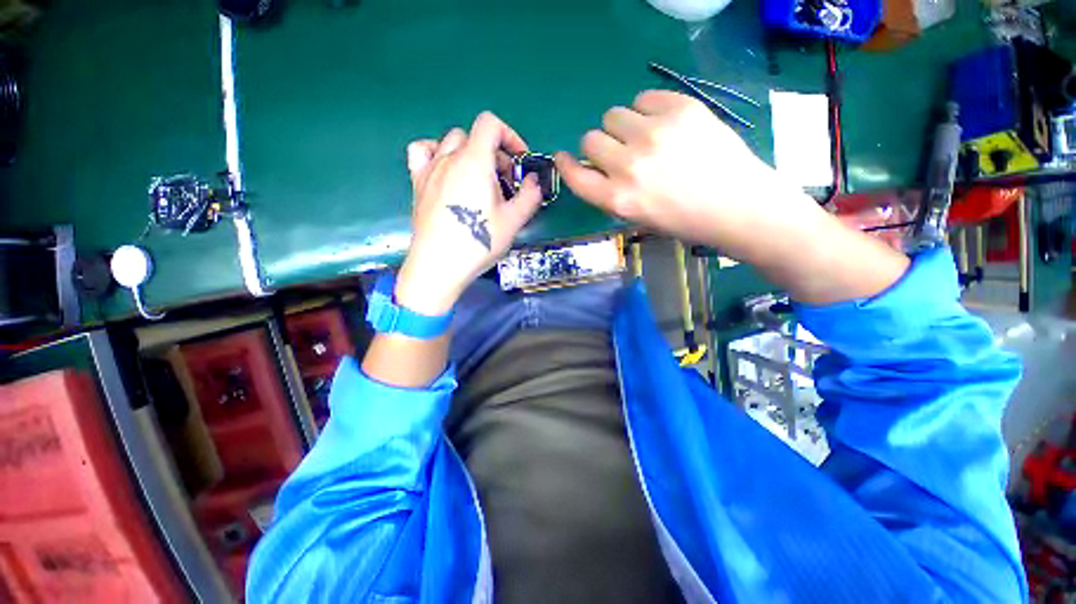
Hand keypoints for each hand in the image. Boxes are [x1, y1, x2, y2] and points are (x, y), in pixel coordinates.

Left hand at [396, 112, 542, 314]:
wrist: (439, 265)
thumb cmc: (478, 242)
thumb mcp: (513, 222)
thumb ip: (529, 196)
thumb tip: (534, 182)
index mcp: (474, 161)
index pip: (490, 124)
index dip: (510, 136)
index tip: (519, 162)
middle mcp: (449, 157)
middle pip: (475, 137)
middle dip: (495, 155)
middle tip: (505, 184)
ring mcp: (429, 169)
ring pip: (451, 142)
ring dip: (470, 154)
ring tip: (478, 180)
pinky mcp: (417, 183)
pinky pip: (422, 152)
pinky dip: (436, 153)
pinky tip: (446, 170)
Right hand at [557, 90, 908, 303]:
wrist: (739, 206)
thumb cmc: (686, 221)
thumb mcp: (639, 218)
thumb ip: (612, 193)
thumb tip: (598, 167)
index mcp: (619, 200)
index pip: (576, 176)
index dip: (566, 165)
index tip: (564, 157)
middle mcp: (629, 166)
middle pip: (591, 139)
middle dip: (600, 147)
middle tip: (620, 152)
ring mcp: (655, 134)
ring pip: (613, 114)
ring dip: (621, 127)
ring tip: (644, 137)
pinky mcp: (681, 109)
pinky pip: (643, 98)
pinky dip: (646, 110)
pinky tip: (663, 124)